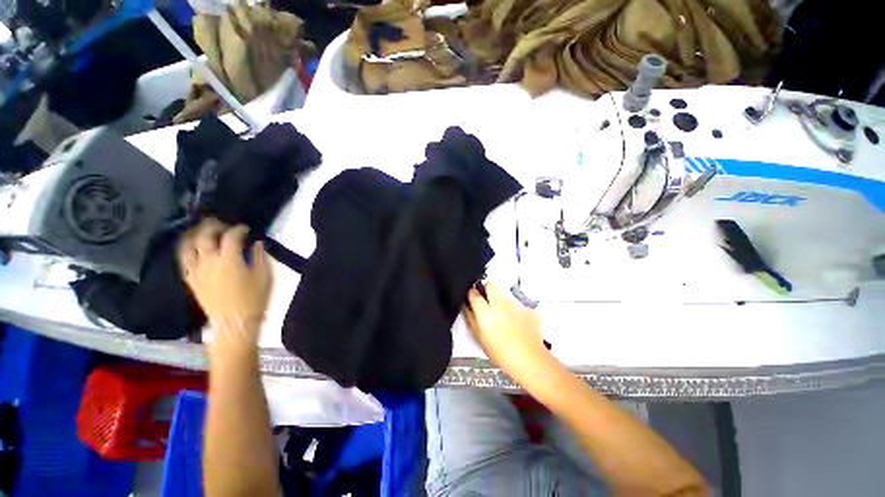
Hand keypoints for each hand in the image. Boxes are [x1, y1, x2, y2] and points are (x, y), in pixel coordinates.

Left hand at [178, 219, 272, 353]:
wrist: (234, 323)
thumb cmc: (254, 299)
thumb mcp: (264, 276)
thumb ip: (259, 257)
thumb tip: (257, 244)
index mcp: (229, 259)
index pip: (231, 236)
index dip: (238, 229)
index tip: (245, 228)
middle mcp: (208, 261)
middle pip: (204, 236)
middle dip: (213, 226)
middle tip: (221, 224)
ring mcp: (196, 270)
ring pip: (188, 245)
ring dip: (194, 234)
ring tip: (202, 231)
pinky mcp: (191, 280)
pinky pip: (184, 260)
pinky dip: (187, 250)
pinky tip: (194, 249)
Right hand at [462, 282, 548, 375]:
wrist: (528, 360)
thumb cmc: (502, 353)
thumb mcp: (479, 337)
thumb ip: (471, 318)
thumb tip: (466, 307)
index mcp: (485, 310)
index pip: (473, 292)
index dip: (470, 293)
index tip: (470, 296)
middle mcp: (500, 303)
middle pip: (490, 284)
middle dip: (486, 288)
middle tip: (485, 298)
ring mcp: (514, 305)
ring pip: (504, 295)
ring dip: (501, 301)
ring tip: (502, 316)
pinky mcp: (527, 309)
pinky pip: (517, 305)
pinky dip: (514, 310)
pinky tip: (515, 322)